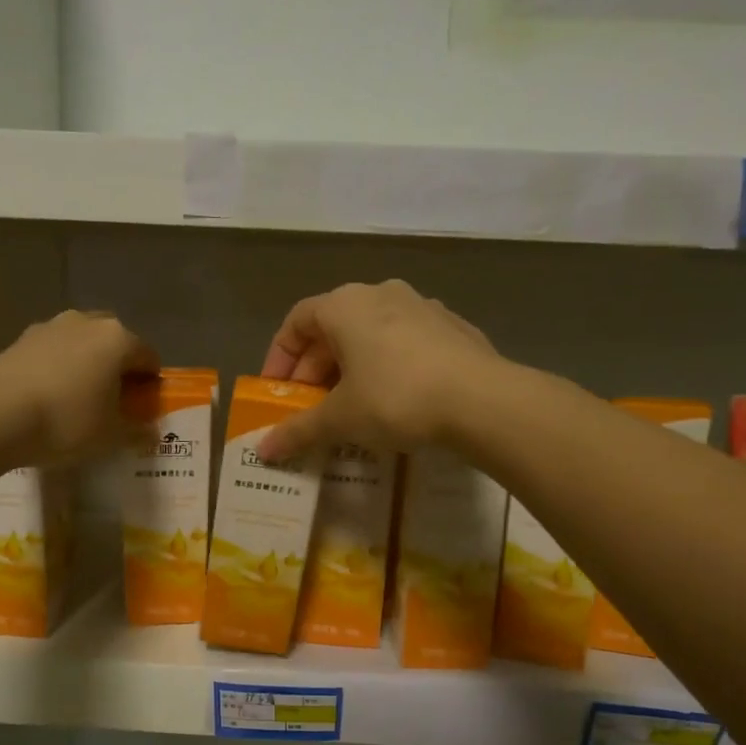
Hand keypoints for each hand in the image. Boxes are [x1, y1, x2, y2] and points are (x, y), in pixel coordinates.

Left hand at [0, 310, 156, 464]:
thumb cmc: (66, 421)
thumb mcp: (110, 436)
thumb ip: (136, 431)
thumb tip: (151, 432)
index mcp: (118, 339)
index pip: (148, 357)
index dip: (151, 384)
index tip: (144, 408)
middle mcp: (87, 322)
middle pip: (115, 342)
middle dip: (118, 367)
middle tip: (114, 400)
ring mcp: (50, 326)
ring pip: (81, 343)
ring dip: (86, 364)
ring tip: (79, 398)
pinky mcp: (20, 339)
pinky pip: (53, 351)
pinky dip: (58, 368)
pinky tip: (49, 397)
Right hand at [257, 280, 498, 461]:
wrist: (482, 400)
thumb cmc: (395, 398)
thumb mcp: (340, 418)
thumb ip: (298, 431)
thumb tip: (263, 450)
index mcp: (345, 305)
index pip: (297, 321)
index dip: (279, 357)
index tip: (276, 391)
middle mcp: (381, 294)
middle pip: (334, 328)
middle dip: (316, 369)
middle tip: (311, 408)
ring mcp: (422, 307)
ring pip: (372, 335)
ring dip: (353, 368)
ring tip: (352, 407)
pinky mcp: (454, 328)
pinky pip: (406, 344)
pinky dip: (389, 367)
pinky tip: (397, 402)